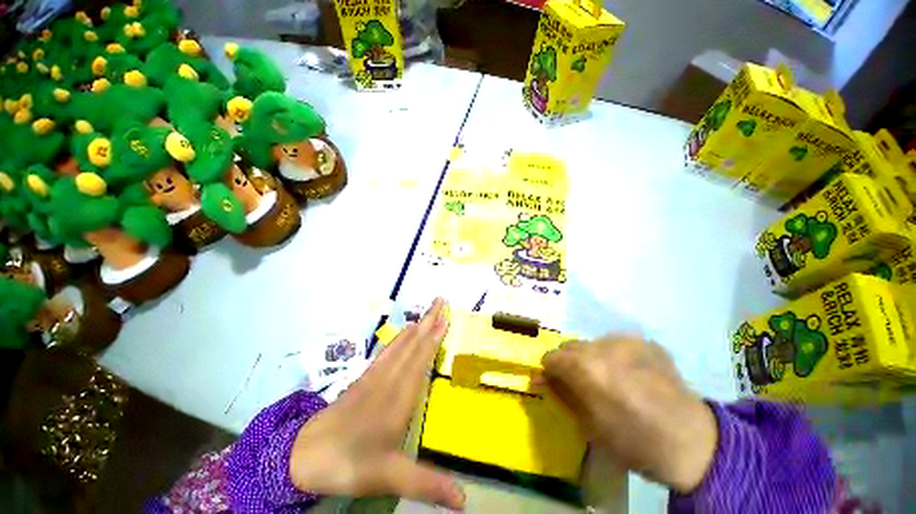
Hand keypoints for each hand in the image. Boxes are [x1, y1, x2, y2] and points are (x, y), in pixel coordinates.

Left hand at [289, 299, 465, 508]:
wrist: (300, 459)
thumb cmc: (346, 465)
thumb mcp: (390, 478)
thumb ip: (428, 485)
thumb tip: (466, 501)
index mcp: (392, 403)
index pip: (416, 363)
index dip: (431, 338)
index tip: (444, 312)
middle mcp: (378, 390)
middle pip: (404, 352)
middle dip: (423, 328)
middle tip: (439, 303)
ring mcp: (362, 392)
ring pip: (388, 357)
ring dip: (406, 338)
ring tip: (419, 321)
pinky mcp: (350, 398)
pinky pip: (376, 366)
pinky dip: (389, 353)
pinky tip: (388, 356)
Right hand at [541, 335, 717, 492]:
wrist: (682, 436)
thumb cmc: (630, 441)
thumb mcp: (589, 426)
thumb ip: (565, 397)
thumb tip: (544, 380)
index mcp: (588, 368)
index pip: (553, 357)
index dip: (549, 373)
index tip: (553, 389)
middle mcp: (609, 345)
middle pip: (575, 346)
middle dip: (570, 365)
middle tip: (579, 390)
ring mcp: (634, 342)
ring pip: (600, 344)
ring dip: (595, 361)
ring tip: (609, 386)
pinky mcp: (653, 345)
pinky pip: (624, 347)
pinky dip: (618, 360)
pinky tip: (631, 381)